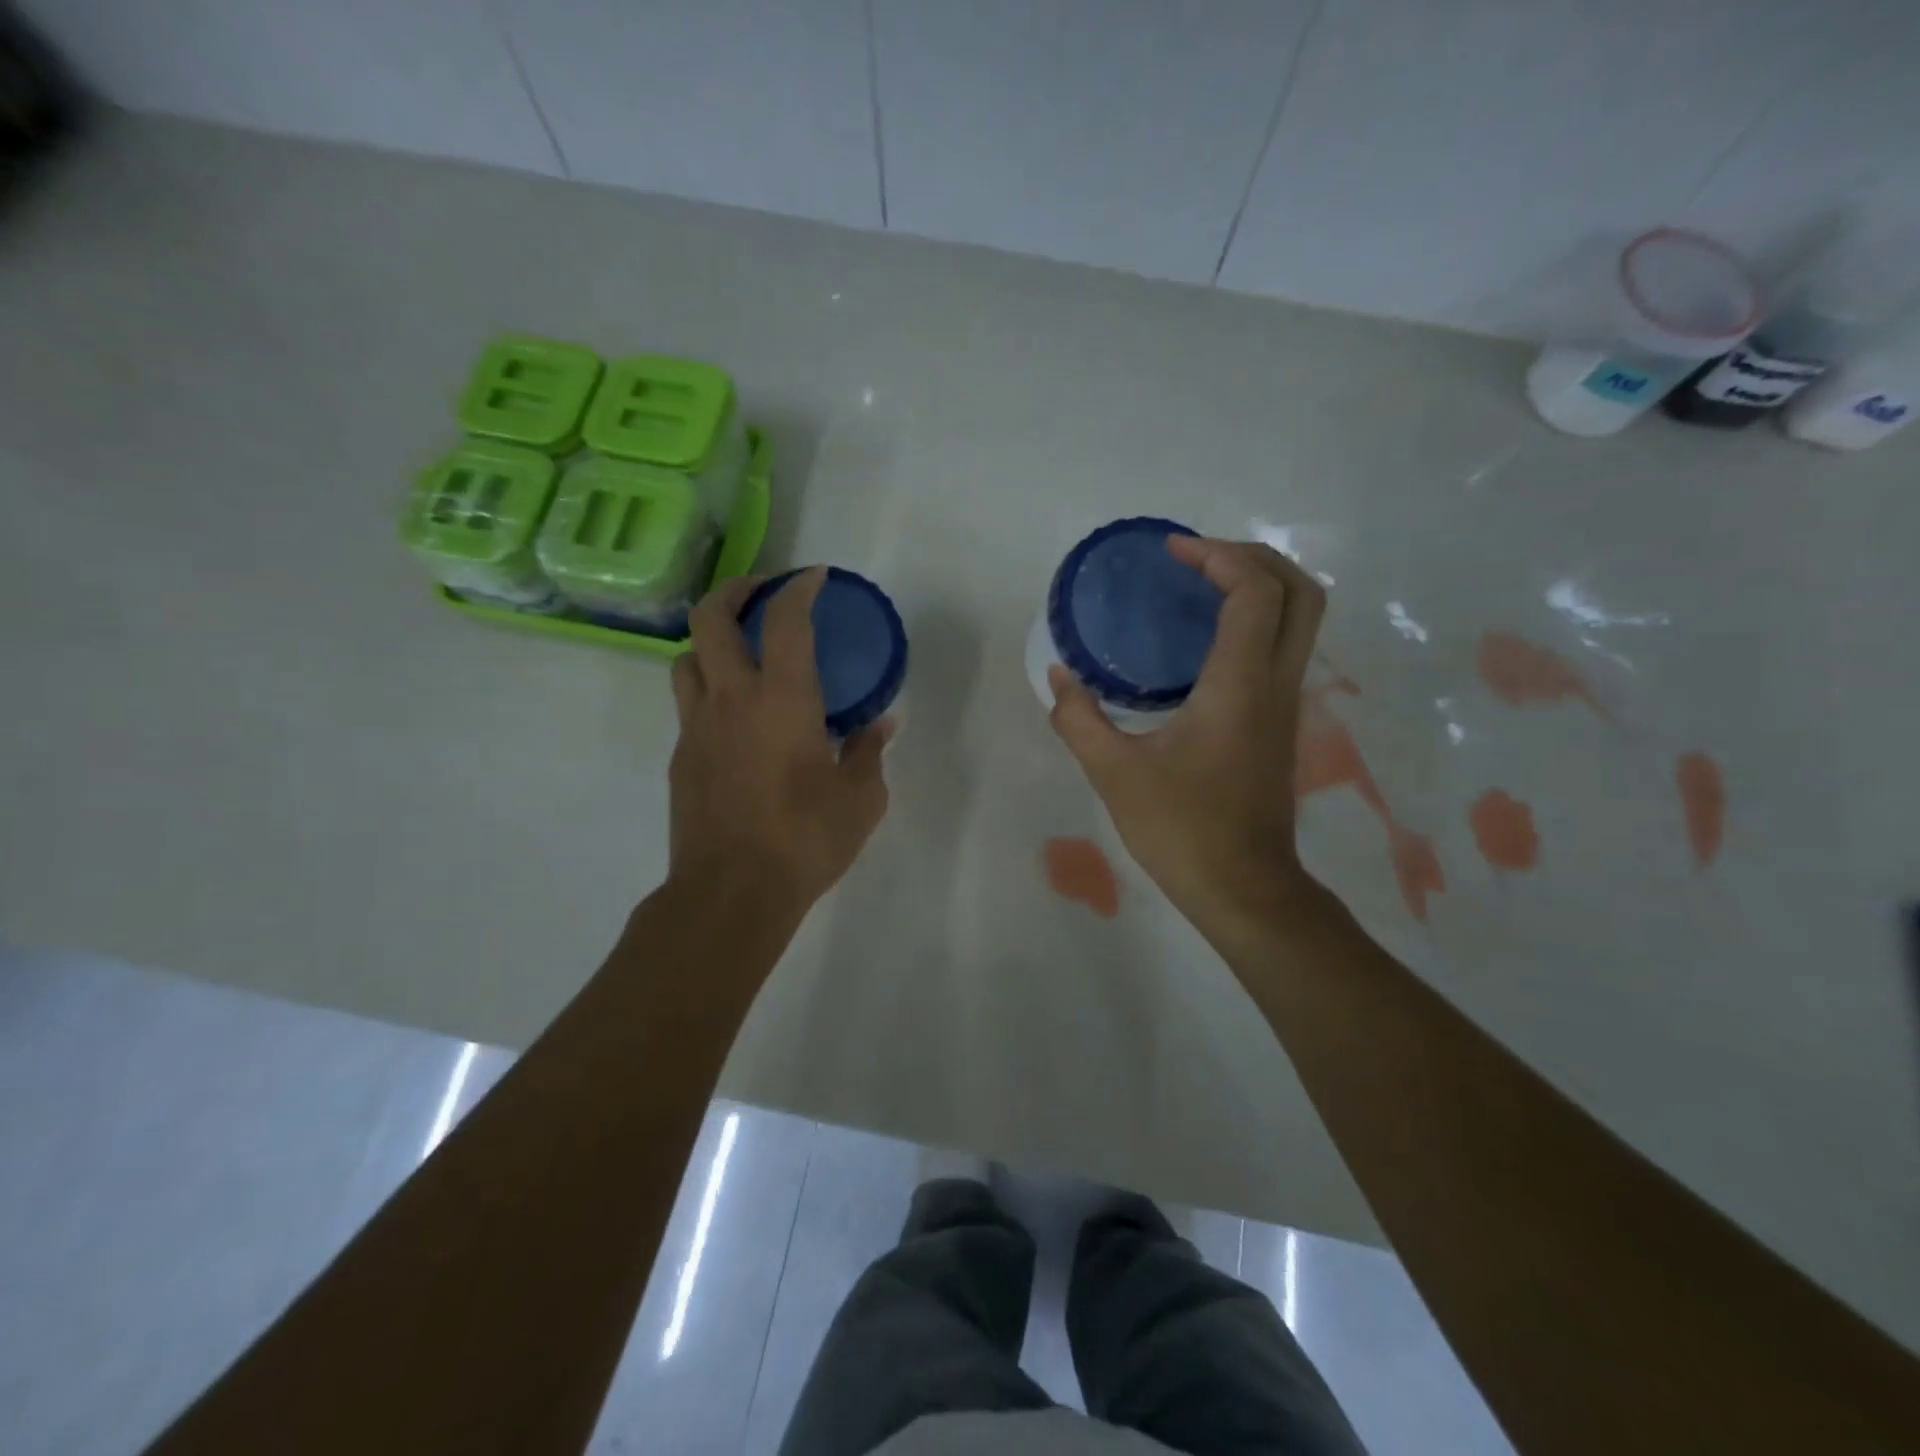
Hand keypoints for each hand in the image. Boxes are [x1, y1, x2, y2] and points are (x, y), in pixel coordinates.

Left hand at [668, 570, 891, 914]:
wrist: (731, 892)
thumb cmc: (806, 838)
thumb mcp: (861, 798)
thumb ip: (868, 752)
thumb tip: (879, 725)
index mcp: (781, 699)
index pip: (786, 620)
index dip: (800, 588)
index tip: (815, 577)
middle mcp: (730, 699)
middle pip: (710, 618)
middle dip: (735, 590)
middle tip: (762, 593)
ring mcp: (696, 728)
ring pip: (686, 659)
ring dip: (709, 642)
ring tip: (739, 655)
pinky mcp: (680, 760)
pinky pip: (688, 708)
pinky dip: (709, 695)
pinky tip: (736, 724)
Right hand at [1047, 537, 1325, 935]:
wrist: (1243, 887)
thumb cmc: (1182, 829)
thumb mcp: (1114, 774)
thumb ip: (1079, 719)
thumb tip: (1058, 678)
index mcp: (1239, 686)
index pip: (1255, 592)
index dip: (1218, 556)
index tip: (1172, 553)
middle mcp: (1275, 683)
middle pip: (1301, 591)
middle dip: (1253, 557)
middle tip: (1197, 558)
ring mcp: (1285, 703)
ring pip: (1301, 618)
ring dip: (1260, 585)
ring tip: (1200, 586)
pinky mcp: (1280, 723)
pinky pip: (1283, 646)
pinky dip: (1256, 620)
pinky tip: (1203, 641)